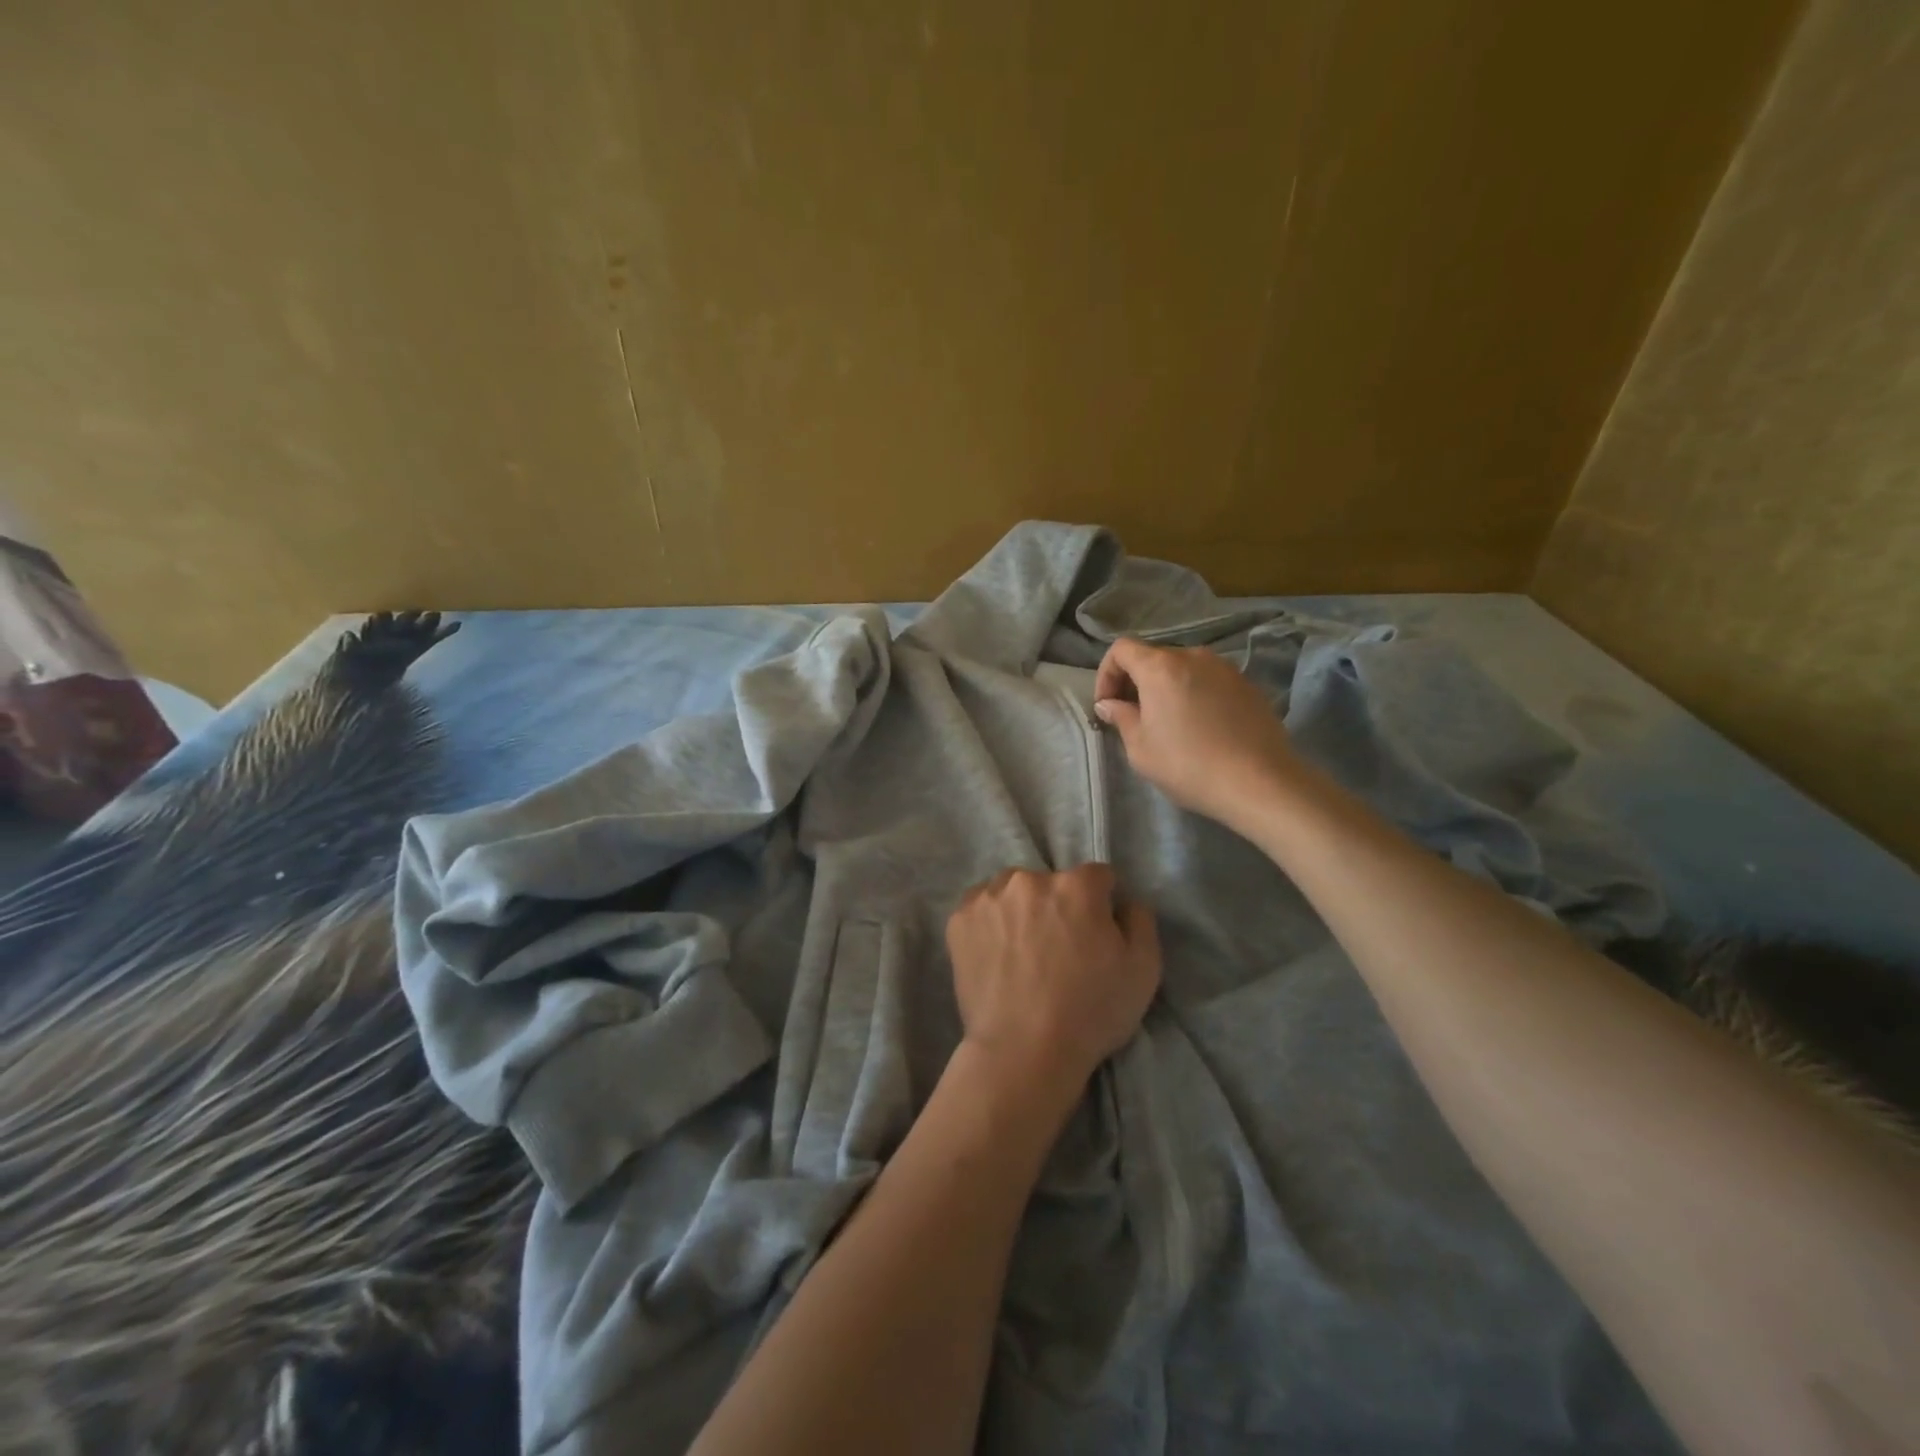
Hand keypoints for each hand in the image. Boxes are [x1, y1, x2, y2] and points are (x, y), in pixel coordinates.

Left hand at [944, 865, 1160, 1109]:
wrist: (1023, 1051)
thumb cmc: (1090, 1013)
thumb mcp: (1144, 970)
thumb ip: (1139, 920)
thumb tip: (1123, 902)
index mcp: (1077, 885)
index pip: (1097, 878)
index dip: (1101, 906)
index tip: (1096, 935)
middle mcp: (1030, 879)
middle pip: (1052, 882)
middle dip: (1059, 906)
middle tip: (1058, 949)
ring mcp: (989, 897)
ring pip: (1013, 891)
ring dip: (1021, 909)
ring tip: (1023, 953)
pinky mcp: (959, 919)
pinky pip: (981, 908)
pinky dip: (990, 923)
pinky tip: (996, 955)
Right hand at [1093, 638, 1300, 831]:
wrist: (1260, 782)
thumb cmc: (1188, 765)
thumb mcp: (1140, 749)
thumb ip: (1121, 718)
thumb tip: (1109, 704)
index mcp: (1160, 667)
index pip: (1122, 649)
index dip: (1106, 674)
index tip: (1107, 705)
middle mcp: (1193, 656)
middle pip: (1153, 657)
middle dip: (1135, 682)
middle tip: (1132, 717)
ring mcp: (1225, 668)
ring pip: (1183, 669)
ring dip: (1166, 688)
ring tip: (1168, 723)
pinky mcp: (1247, 685)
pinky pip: (1208, 681)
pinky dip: (1194, 694)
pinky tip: (1200, 727)